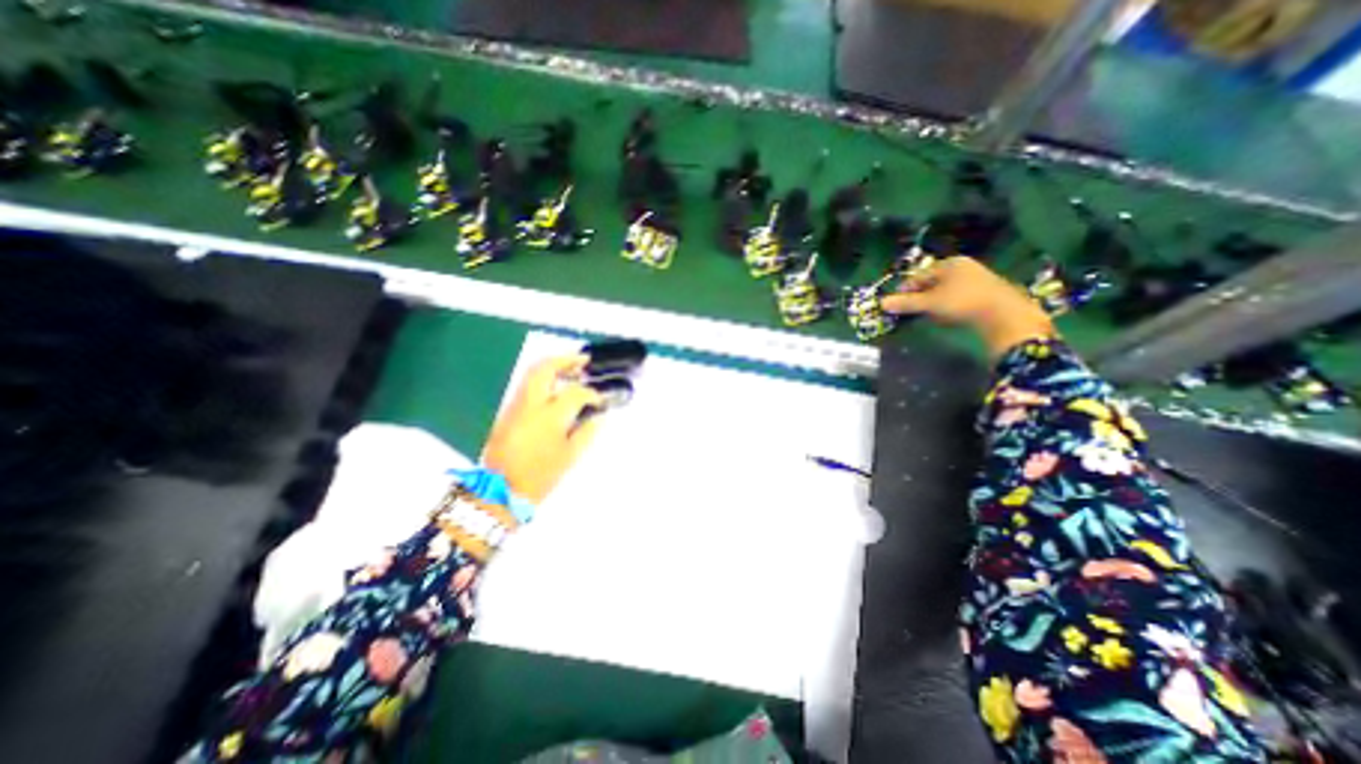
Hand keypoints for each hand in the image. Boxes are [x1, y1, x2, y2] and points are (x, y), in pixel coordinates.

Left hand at [482, 351, 603, 508]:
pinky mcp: (507, 412)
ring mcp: (516, 405)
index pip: (575, 393)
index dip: (592, 394)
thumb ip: (587, 432)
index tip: (600, 400)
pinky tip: (555, 387)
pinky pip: (526, 386)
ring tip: (571, 370)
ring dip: (553, 367)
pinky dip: (543, 379)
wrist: (500, 490)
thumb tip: (598, 416)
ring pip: (532, 374)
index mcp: (550, 416)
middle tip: (583, 361)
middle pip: (546, 368)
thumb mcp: (570, 457)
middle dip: (566, 360)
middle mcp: (531, 404)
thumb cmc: (540, 476)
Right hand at [877, 255, 1055, 358]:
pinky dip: (948, 306)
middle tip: (912, 312)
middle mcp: (964, 266)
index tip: (896, 304)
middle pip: (932, 282)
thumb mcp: (930, 303)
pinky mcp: (986, 292)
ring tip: (930, 316)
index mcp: (950, 263)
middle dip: (920, 297)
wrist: (1005, 316)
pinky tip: (949, 317)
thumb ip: (906, 303)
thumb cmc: (963, 303)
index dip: (906, 290)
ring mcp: (977, 278)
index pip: (919, 275)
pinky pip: (958, 297)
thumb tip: (881, 303)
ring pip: (945, 290)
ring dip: (934, 303)